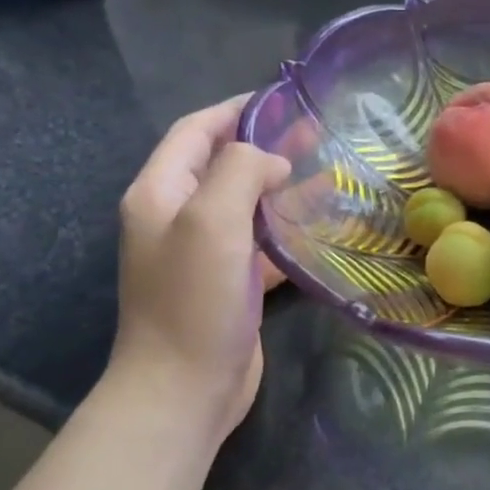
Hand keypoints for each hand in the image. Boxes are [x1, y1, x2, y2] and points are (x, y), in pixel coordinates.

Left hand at [110, 97, 290, 444]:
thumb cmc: (194, 300)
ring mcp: (204, 253)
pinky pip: (261, 243)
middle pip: (224, 165)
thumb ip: (240, 171)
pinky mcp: (231, 283)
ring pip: (247, 204)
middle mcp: (177, 217)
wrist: (184, 389)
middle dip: (266, 146)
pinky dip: (288, 229)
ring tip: (329, 172)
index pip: (195, 131)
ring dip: (282, 187)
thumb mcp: (211, 221)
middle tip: (317, 134)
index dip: (235, 110)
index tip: (283, 100)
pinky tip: (323, 227)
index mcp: (160, 193)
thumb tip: (272, 163)